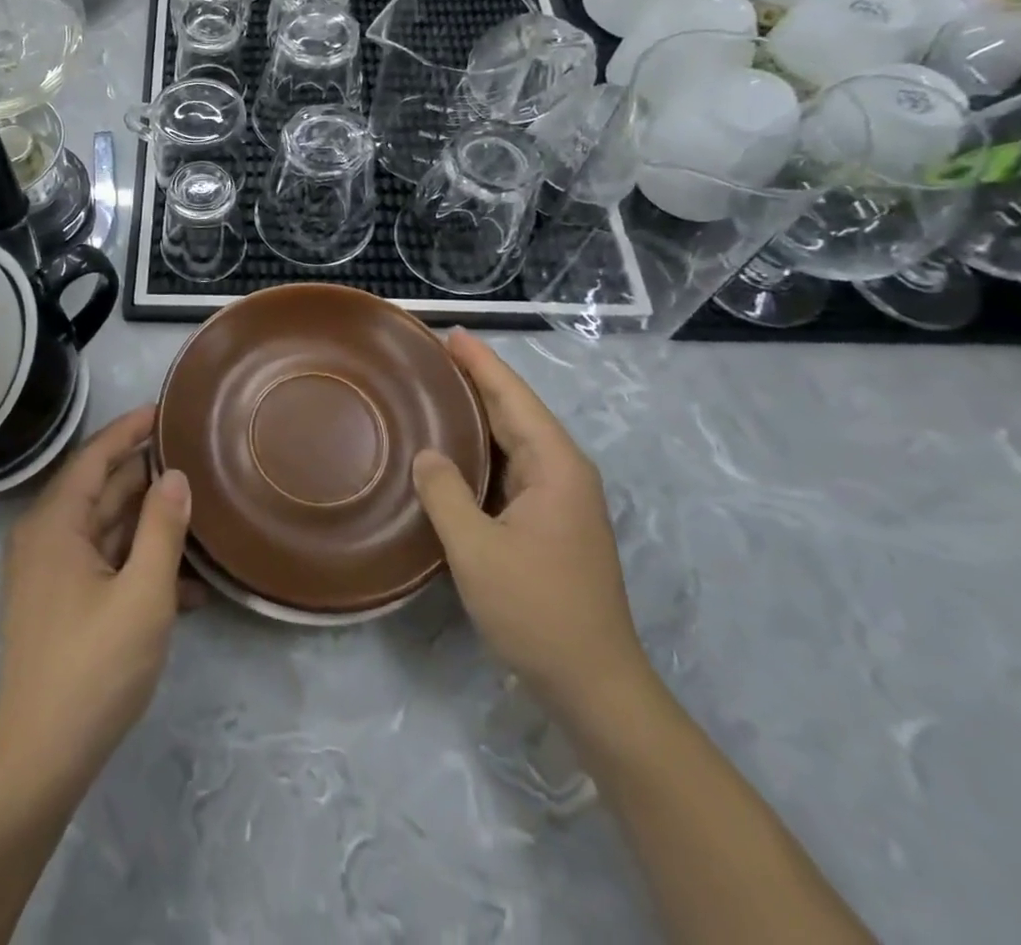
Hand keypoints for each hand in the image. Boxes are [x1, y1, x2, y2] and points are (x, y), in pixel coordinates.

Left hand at [0, 406, 196, 797]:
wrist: (41, 760)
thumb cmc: (93, 668)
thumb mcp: (142, 595)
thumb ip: (162, 529)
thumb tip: (175, 476)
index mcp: (55, 524)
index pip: (94, 457)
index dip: (129, 430)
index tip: (164, 409)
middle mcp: (47, 538)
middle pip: (101, 489)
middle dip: (146, 474)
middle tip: (193, 455)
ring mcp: (52, 573)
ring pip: (107, 529)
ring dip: (150, 524)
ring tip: (200, 509)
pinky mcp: (62, 603)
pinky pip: (105, 565)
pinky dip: (140, 565)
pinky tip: (189, 584)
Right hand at [412, 331, 647, 714]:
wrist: (593, 685)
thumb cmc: (537, 610)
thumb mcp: (476, 549)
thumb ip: (445, 493)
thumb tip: (427, 455)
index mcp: (555, 466)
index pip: (513, 398)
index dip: (482, 363)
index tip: (451, 334)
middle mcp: (563, 473)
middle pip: (516, 412)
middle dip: (478, 380)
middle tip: (431, 356)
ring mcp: (560, 500)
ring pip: (514, 441)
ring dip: (478, 414)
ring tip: (435, 391)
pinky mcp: (549, 524)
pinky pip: (510, 469)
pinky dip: (481, 450)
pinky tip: (453, 450)